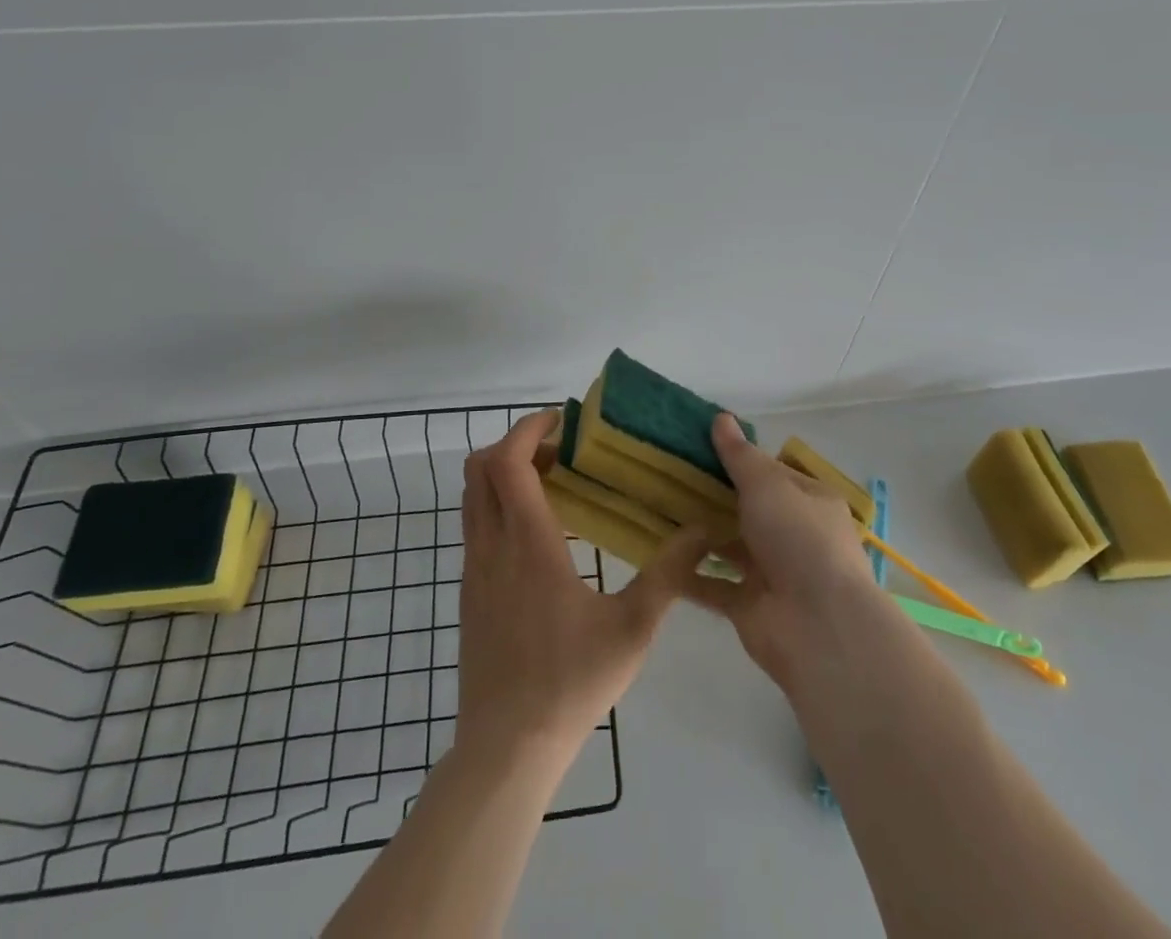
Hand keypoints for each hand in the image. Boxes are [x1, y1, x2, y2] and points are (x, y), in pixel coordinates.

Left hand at [455, 410, 712, 770]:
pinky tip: (539, 534)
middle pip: (479, 468)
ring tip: (552, 483)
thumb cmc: (570, 681)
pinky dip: (498, 506)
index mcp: (528, 543)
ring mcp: (473, 570)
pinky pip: (475, 526)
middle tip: (558, 450)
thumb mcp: (633, 628)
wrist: (506, 748)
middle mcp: (491, 546)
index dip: (527, 429)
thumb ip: (668, 574)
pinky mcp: (468, 593)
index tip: (560, 422)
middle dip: (514, 444)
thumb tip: (702, 530)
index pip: (508, 462)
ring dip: (503, 474)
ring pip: (472, 497)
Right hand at [685, 413, 881, 686]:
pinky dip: (689, 574)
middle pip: (749, 510)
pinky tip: (658, 555)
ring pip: (730, 547)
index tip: (698, 448)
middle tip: (669, 476)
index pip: (772, 473)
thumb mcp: (767, 484)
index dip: (740, 460)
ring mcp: (772, 573)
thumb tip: (721, 417)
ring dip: (701, 534)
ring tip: (658, 511)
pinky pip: (713, 585)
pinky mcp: (749, 607)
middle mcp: (794, 536)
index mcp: (810, 502)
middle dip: (714, 496)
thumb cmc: (799, 539)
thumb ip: (740, 455)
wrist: (817, 626)